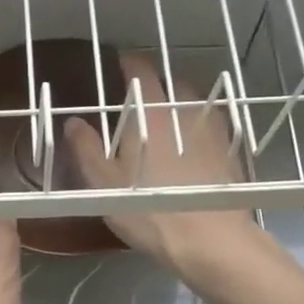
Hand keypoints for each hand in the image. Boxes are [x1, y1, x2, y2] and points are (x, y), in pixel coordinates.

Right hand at [64, 52, 272, 279]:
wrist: (211, 240)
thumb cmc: (149, 209)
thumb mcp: (104, 183)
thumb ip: (86, 148)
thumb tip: (73, 122)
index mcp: (150, 113)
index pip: (140, 71)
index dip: (128, 63)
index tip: (119, 63)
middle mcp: (185, 111)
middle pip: (172, 83)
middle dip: (156, 85)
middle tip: (140, 100)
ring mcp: (213, 130)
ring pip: (195, 104)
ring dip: (180, 105)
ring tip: (167, 122)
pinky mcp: (231, 153)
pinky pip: (212, 127)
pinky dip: (199, 128)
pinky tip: (193, 147)